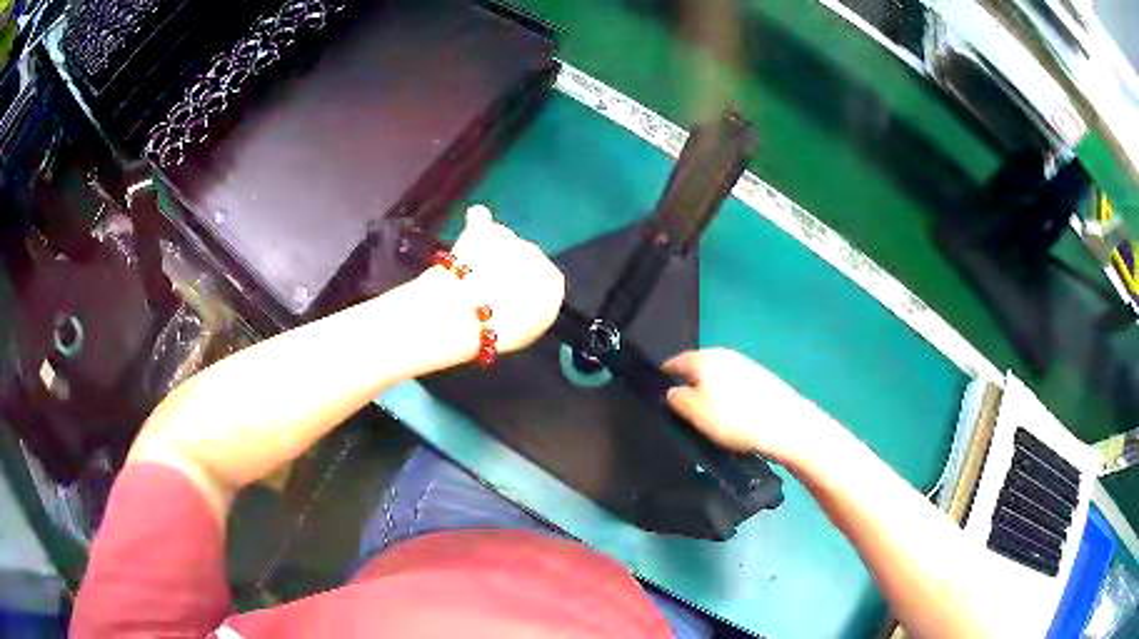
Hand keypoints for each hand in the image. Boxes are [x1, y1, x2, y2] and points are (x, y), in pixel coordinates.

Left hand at [431, 205, 564, 354]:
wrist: (465, 315)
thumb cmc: (498, 331)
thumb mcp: (528, 331)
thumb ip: (531, 309)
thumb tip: (523, 300)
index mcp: (553, 283)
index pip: (543, 280)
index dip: (525, 288)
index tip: (510, 299)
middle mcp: (538, 255)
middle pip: (523, 256)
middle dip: (507, 267)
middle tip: (487, 289)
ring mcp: (511, 238)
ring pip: (501, 241)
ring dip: (489, 251)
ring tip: (470, 275)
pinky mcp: (484, 229)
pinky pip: (482, 219)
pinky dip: (477, 223)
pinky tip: (472, 226)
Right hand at [664, 349, 832, 464]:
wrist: (786, 425)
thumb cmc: (735, 418)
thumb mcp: (694, 412)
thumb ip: (676, 398)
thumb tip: (671, 391)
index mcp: (704, 358)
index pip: (674, 362)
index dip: (662, 380)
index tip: (657, 399)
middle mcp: (724, 355)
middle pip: (697, 369)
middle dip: (687, 387)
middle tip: (682, 413)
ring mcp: (745, 365)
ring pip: (716, 378)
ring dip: (709, 394)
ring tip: (707, 420)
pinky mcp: (761, 379)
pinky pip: (734, 387)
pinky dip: (727, 399)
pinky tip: (731, 418)